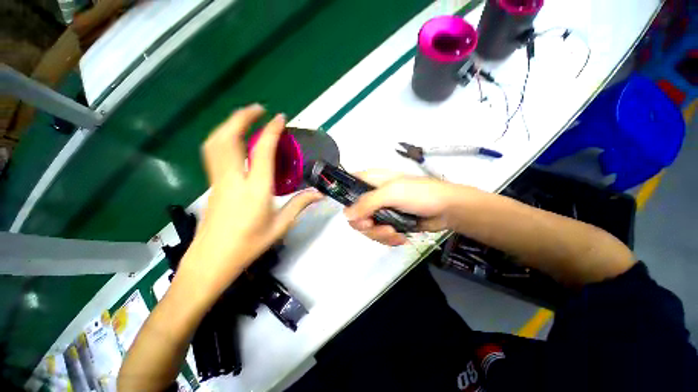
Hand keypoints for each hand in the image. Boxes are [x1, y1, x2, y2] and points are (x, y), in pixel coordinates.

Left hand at [176, 104, 322, 301]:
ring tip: (244, 119)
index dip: (272, 131)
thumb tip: (319, 194)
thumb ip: (300, 205)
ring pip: (216, 143)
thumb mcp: (280, 226)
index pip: (263, 152)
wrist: (211, 261)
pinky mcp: (212, 185)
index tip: (280, 118)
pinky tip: (234, 141)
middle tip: (257, 109)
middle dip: (242, 118)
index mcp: (255, 189)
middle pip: (229, 138)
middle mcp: (233, 179)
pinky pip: (214, 153)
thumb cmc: (248, 245)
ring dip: (229, 125)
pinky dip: (222, 138)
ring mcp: (218, 181)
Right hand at [344, 170, 466, 245]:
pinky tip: (400, 237)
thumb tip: (346, 215)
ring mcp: (380, 211)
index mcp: (370, 181)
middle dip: (365, 224)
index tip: (339, 206)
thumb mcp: (392, 193)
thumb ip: (367, 203)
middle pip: (354, 213)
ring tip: (395, 233)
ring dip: (379, 234)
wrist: (447, 209)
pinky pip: (378, 235)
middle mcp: (372, 196)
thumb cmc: (420, 193)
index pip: (347, 183)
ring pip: (366, 227)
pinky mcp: (389, 223)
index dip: (340, 193)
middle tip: (376, 225)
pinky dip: (388, 239)